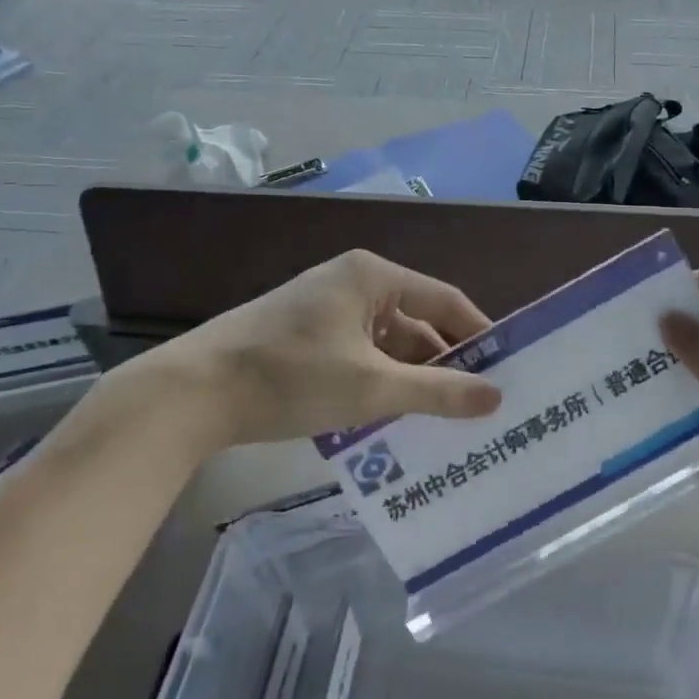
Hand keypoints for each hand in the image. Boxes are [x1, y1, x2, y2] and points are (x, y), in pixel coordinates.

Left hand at [101, 250, 501, 450]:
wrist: (192, 392)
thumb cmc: (291, 376)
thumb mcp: (370, 387)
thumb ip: (437, 392)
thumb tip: (496, 397)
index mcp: (373, 276)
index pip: (444, 299)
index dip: (478, 333)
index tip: (507, 369)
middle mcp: (352, 282)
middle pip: (415, 322)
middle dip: (443, 364)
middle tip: (476, 406)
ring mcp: (325, 309)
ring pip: (386, 343)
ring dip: (409, 378)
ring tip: (440, 422)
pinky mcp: (304, 336)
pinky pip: (359, 355)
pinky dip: (378, 382)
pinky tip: (390, 419)